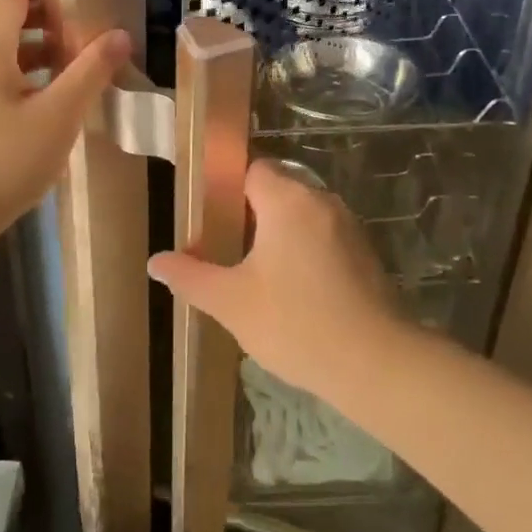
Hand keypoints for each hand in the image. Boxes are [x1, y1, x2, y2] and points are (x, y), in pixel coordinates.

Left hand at [0, 0, 128, 247]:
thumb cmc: (2, 162)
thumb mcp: (59, 116)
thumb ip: (91, 71)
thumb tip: (119, 34)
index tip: (83, 18)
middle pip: (11, 20)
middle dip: (53, 26)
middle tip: (86, 55)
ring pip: (6, 53)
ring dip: (43, 56)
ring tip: (76, 83)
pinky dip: (27, 80)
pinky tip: (49, 114)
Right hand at [148, 160, 406, 395]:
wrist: (375, 362)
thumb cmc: (295, 323)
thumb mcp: (231, 302)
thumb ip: (191, 276)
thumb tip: (156, 261)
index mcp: (288, 200)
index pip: (252, 169)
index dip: (225, 186)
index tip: (206, 216)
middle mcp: (321, 201)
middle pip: (277, 189)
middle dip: (248, 213)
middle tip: (222, 247)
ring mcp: (348, 225)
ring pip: (301, 214)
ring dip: (276, 233)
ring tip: (251, 270)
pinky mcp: (364, 252)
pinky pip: (322, 235)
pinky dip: (302, 249)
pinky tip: (290, 288)